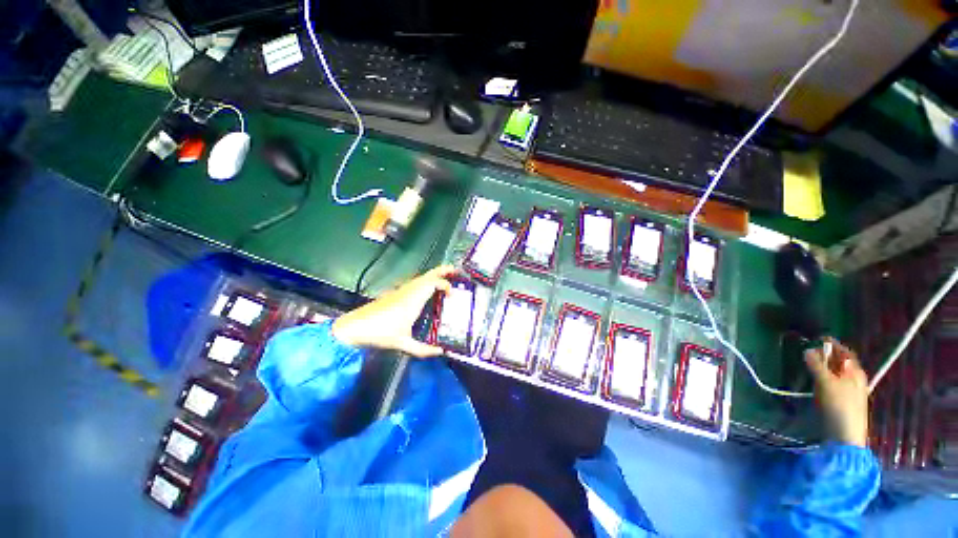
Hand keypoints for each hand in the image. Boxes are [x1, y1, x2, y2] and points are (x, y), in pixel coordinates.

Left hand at [332, 265, 454, 356]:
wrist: (355, 327)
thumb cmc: (381, 333)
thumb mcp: (404, 343)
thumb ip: (424, 350)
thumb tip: (441, 352)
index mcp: (413, 299)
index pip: (433, 283)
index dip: (446, 285)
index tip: (452, 295)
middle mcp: (409, 291)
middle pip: (428, 274)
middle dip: (443, 270)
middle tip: (455, 271)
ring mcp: (402, 290)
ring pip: (422, 277)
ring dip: (434, 276)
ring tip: (445, 279)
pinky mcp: (396, 293)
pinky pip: (415, 283)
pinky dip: (426, 282)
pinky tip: (428, 291)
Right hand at [803, 338, 869, 447]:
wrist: (845, 436)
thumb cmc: (839, 406)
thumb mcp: (826, 383)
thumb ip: (817, 365)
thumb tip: (807, 349)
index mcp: (855, 372)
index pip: (844, 352)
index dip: (832, 344)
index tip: (817, 338)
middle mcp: (854, 379)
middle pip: (840, 362)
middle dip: (826, 356)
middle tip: (808, 352)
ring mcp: (849, 391)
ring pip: (835, 373)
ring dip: (823, 367)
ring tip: (808, 365)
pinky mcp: (842, 401)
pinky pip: (833, 383)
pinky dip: (823, 378)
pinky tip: (815, 382)